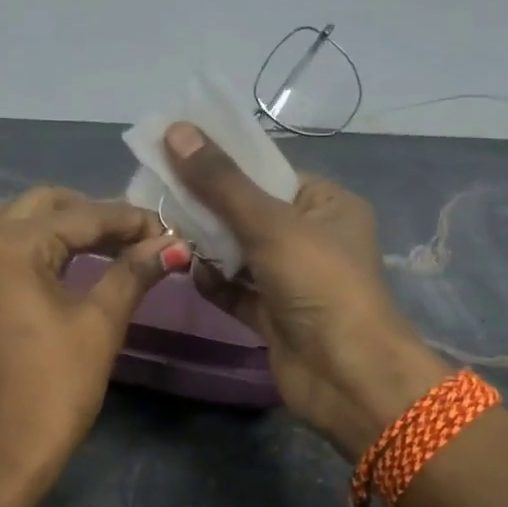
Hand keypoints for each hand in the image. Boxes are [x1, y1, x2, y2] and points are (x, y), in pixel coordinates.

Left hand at [0, 187, 183, 489]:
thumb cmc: (52, 390)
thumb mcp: (99, 326)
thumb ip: (133, 274)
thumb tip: (171, 244)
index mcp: (10, 244)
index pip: (82, 217)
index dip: (130, 221)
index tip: (167, 231)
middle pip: (38, 207)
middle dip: (87, 215)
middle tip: (129, 238)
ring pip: (1, 224)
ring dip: (46, 227)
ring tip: (86, 249)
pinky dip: (15, 253)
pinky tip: (41, 278)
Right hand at [164, 124, 446, 456]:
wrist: (347, 376)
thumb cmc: (319, 284)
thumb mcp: (270, 223)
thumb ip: (220, 182)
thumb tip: (175, 130)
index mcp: (327, 206)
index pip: (269, 172)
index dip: (224, 162)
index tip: (176, 152)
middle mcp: (312, 239)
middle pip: (249, 212)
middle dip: (208, 205)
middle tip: (160, 192)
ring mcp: (292, 280)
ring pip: (240, 252)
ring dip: (207, 244)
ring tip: (167, 230)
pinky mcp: (274, 316)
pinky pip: (237, 291)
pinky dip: (214, 282)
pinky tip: (189, 272)